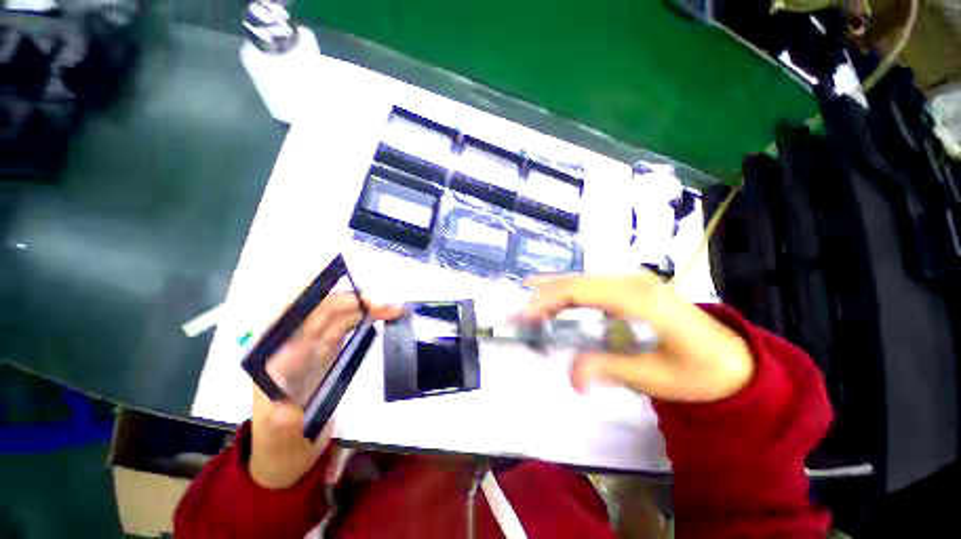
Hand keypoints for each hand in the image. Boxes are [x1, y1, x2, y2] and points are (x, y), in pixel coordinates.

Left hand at [250, 293, 401, 488]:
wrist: (289, 455)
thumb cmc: (279, 446)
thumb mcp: (279, 441)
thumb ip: (280, 423)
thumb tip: (286, 404)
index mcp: (273, 356)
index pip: (288, 313)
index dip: (307, 288)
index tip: (332, 271)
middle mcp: (292, 343)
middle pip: (322, 310)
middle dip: (354, 301)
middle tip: (388, 305)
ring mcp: (312, 346)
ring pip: (338, 314)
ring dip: (365, 307)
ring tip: (393, 309)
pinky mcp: (327, 350)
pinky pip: (346, 325)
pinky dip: (364, 316)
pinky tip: (380, 316)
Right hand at [522, 272, 753, 402]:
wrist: (733, 359)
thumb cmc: (700, 372)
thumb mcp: (656, 378)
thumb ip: (609, 369)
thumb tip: (572, 378)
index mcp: (640, 300)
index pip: (581, 292)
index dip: (548, 301)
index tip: (525, 316)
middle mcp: (634, 282)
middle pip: (577, 282)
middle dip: (543, 294)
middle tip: (518, 311)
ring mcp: (634, 281)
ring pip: (582, 279)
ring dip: (553, 289)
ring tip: (527, 298)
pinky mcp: (632, 287)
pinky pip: (592, 284)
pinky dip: (568, 289)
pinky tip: (556, 294)